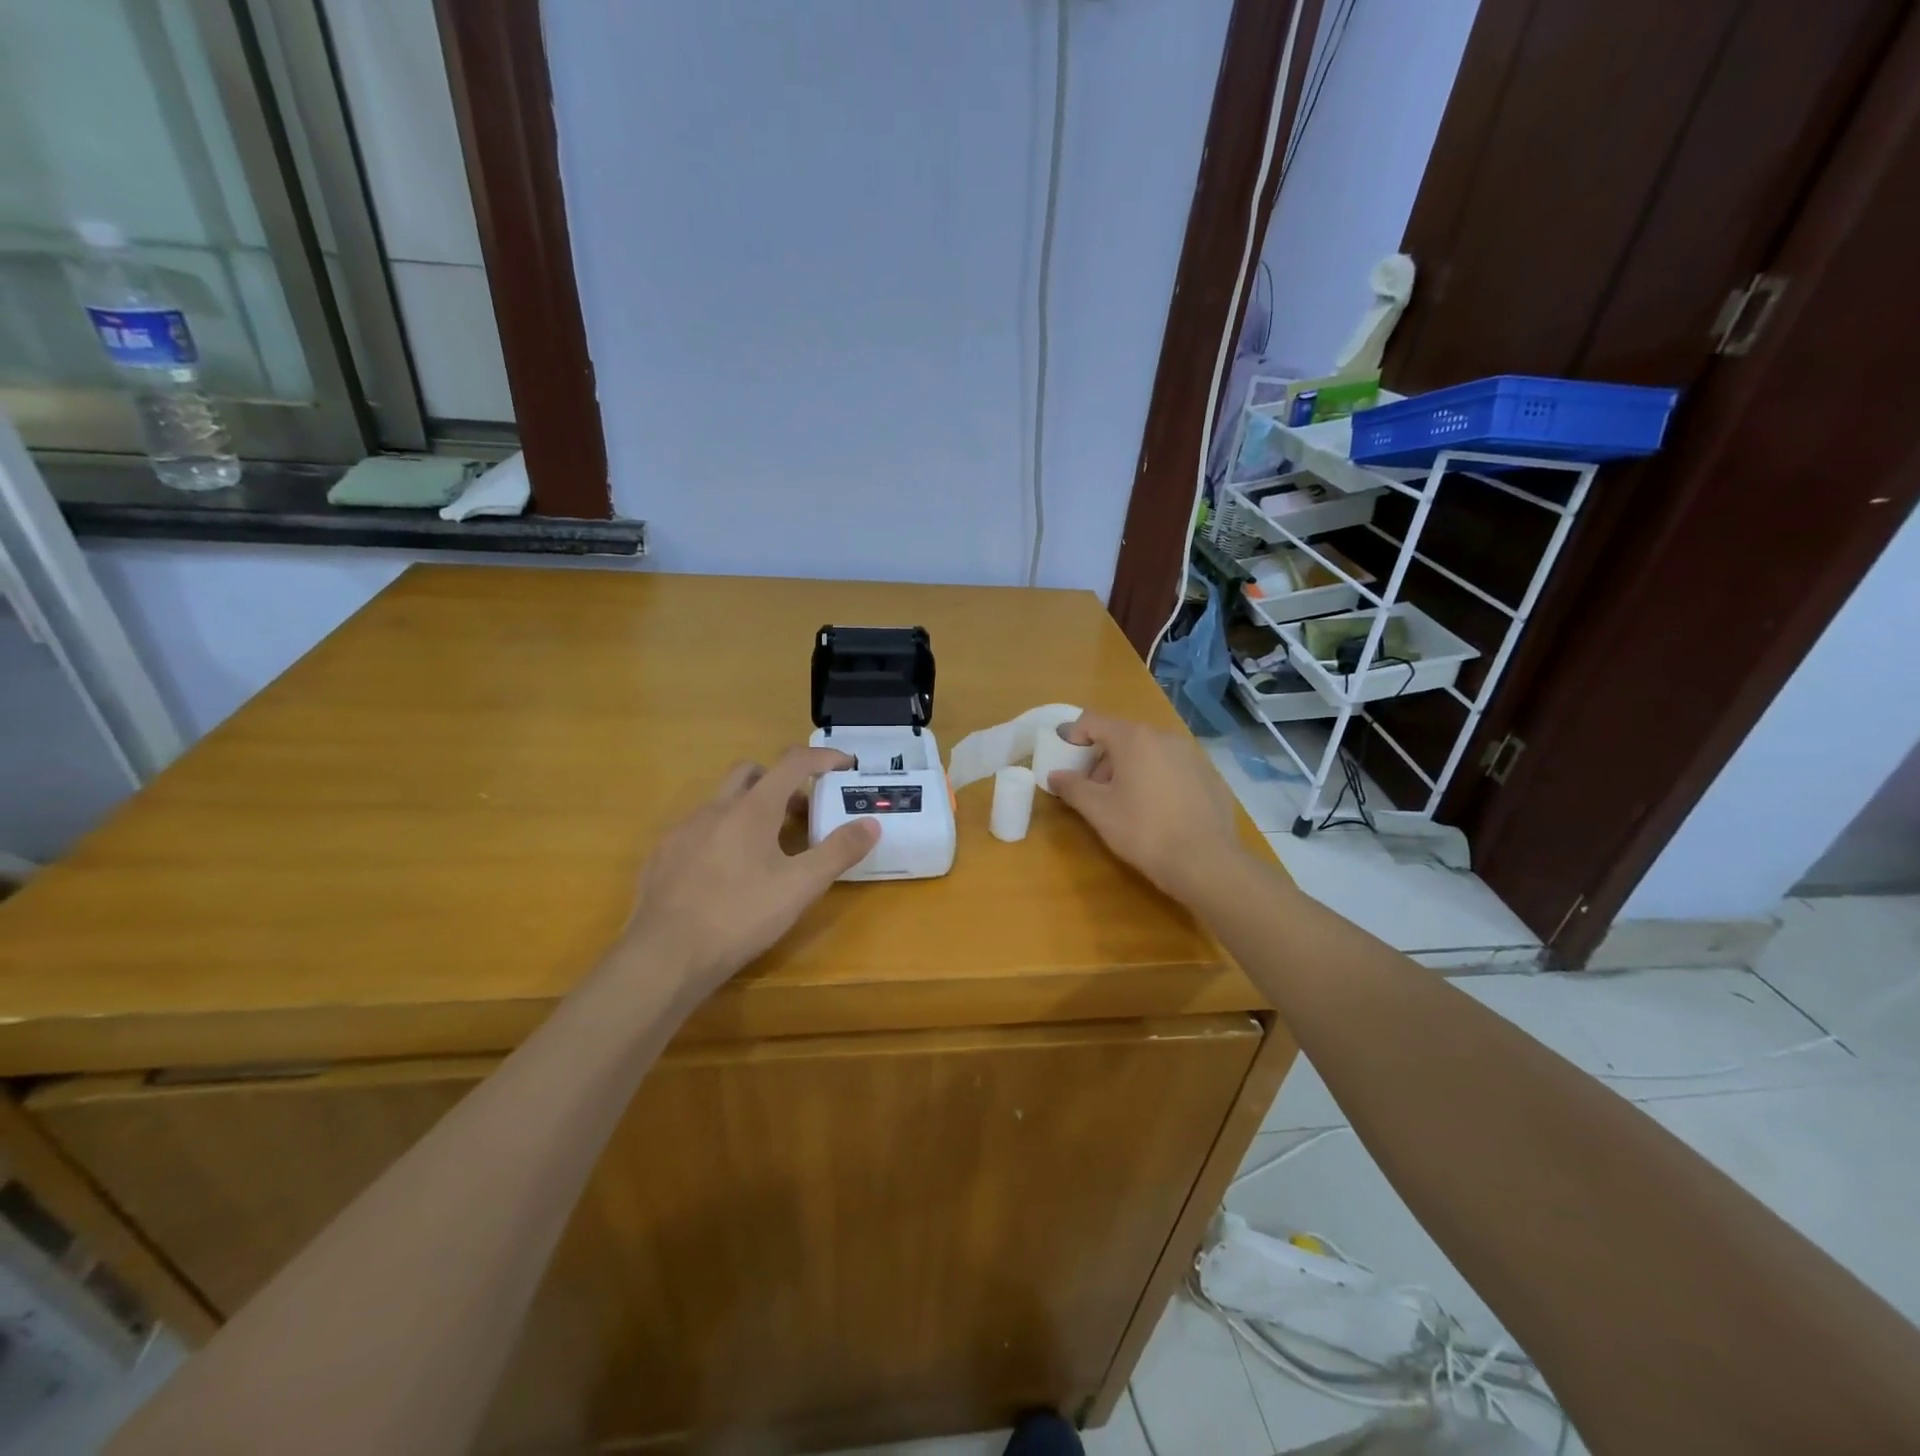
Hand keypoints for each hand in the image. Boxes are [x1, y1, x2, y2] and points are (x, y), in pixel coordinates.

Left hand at [625, 748, 878, 990]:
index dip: (822, 757)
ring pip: (722, 802)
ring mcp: (682, 830)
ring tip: (766, 849)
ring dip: (750, 810)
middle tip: (801, 811)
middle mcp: (715, 808)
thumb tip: (871, 823)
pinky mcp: (661, 856)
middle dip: (780, 780)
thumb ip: (838, 851)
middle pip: (751, 772)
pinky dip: (721, 835)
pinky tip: (725, 874)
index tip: (844, 765)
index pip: (792, 762)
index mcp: (752, 809)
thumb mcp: (800, 887)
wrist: (664, 956)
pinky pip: (698, 830)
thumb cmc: (739, 916)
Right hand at [1047, 712, 1243, 904]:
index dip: (1072, 733)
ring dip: (1130, 768)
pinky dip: (1158, 779)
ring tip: (1125, 801)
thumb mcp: (1098, 811)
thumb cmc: (1143, 831)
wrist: (1206, 862)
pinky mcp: (1210, 775)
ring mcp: (1192, 754)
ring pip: (1150, 752)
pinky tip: (1158, 810)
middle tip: (1092, 787)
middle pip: (1123, 736)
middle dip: (1102, 757)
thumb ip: (1072, 787)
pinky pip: (1174, 768)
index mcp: (1134, 738)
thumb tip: (1055, 775)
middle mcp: (1165, 737)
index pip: (1093, 721)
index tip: (1060, 749)